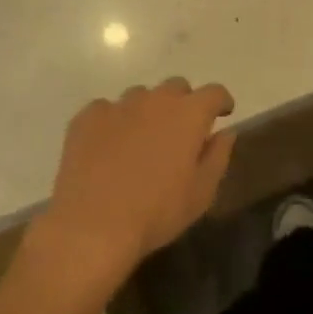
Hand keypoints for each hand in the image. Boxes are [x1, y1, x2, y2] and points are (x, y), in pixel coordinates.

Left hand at [36, 79, 235, 284]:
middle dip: (184, 103)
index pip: (214, 92)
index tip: (222, 114)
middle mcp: (155, 99)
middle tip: (180, 131)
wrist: (92, 226)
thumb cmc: (156, 212)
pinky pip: (106, 109)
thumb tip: (225, 132)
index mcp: (189, 114)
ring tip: (141, 141)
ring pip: (141, 96)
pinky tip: (108, 147)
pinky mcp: (87, 117)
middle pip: (176, 86)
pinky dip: (113, 122)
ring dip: (148, 111)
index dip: (221, 101)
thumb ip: (218, 156)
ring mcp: (119, 105)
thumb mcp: (201, 193)